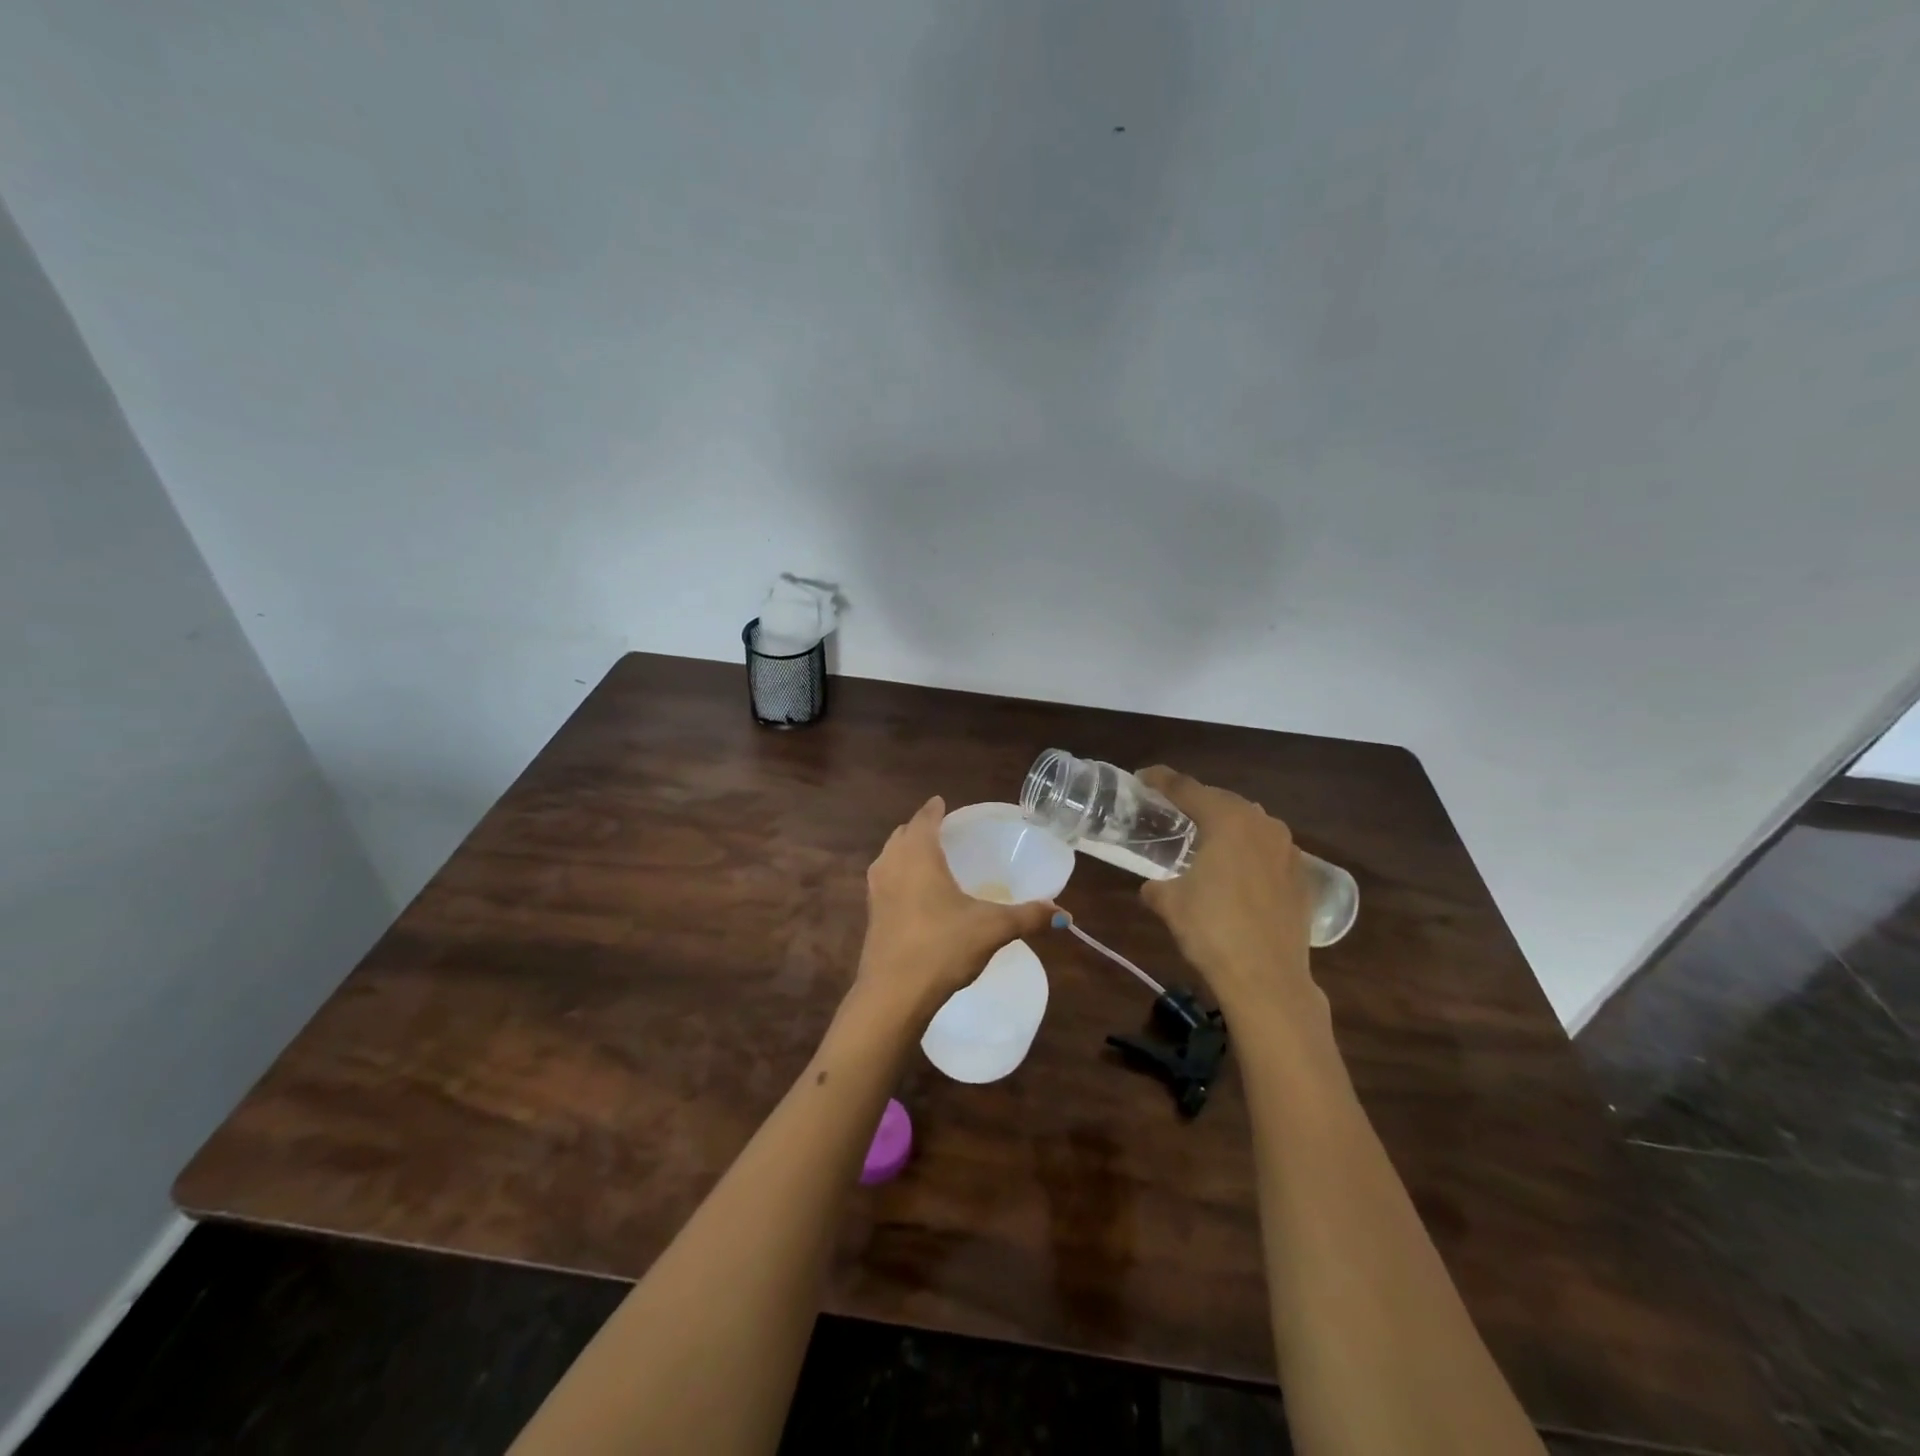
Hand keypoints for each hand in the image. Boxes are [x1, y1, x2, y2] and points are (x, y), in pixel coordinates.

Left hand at [855, 797, 1054, 1021]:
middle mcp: (891, 864)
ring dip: (906, 852)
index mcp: (918, 855)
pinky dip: (899, 876)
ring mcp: (876, 890)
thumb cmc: (942, 947)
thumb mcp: (992, 929)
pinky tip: (917, 895)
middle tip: (944, 832)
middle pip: (903, 834)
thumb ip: (1028, 917)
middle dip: (921, 829)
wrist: (893, 994)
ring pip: (890, 857)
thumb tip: (1063, 913)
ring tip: (930, 860)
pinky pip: (886, 881)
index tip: (943, 803)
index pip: (925, 818)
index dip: (935, 809)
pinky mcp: (871, 915)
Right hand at [1135, 766, 1320, 1021]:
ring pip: (1249, 823)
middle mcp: (1261, 823)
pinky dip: (1248, 851)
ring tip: (1204, 840)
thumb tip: (1154, 887)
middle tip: (1170, 812)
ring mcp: (1287, 849)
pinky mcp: (1302, 875)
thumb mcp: (1169, 903)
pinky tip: (1236, 871)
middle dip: (1195, 802)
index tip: (1142, 778)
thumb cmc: (1212, 931)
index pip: (1186, 788)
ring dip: (1225, 825)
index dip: (1160, 780)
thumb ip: (1156, 885)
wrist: (1268, 979)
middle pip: (1220, 800)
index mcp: (1226, 819)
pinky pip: (1267, 849)